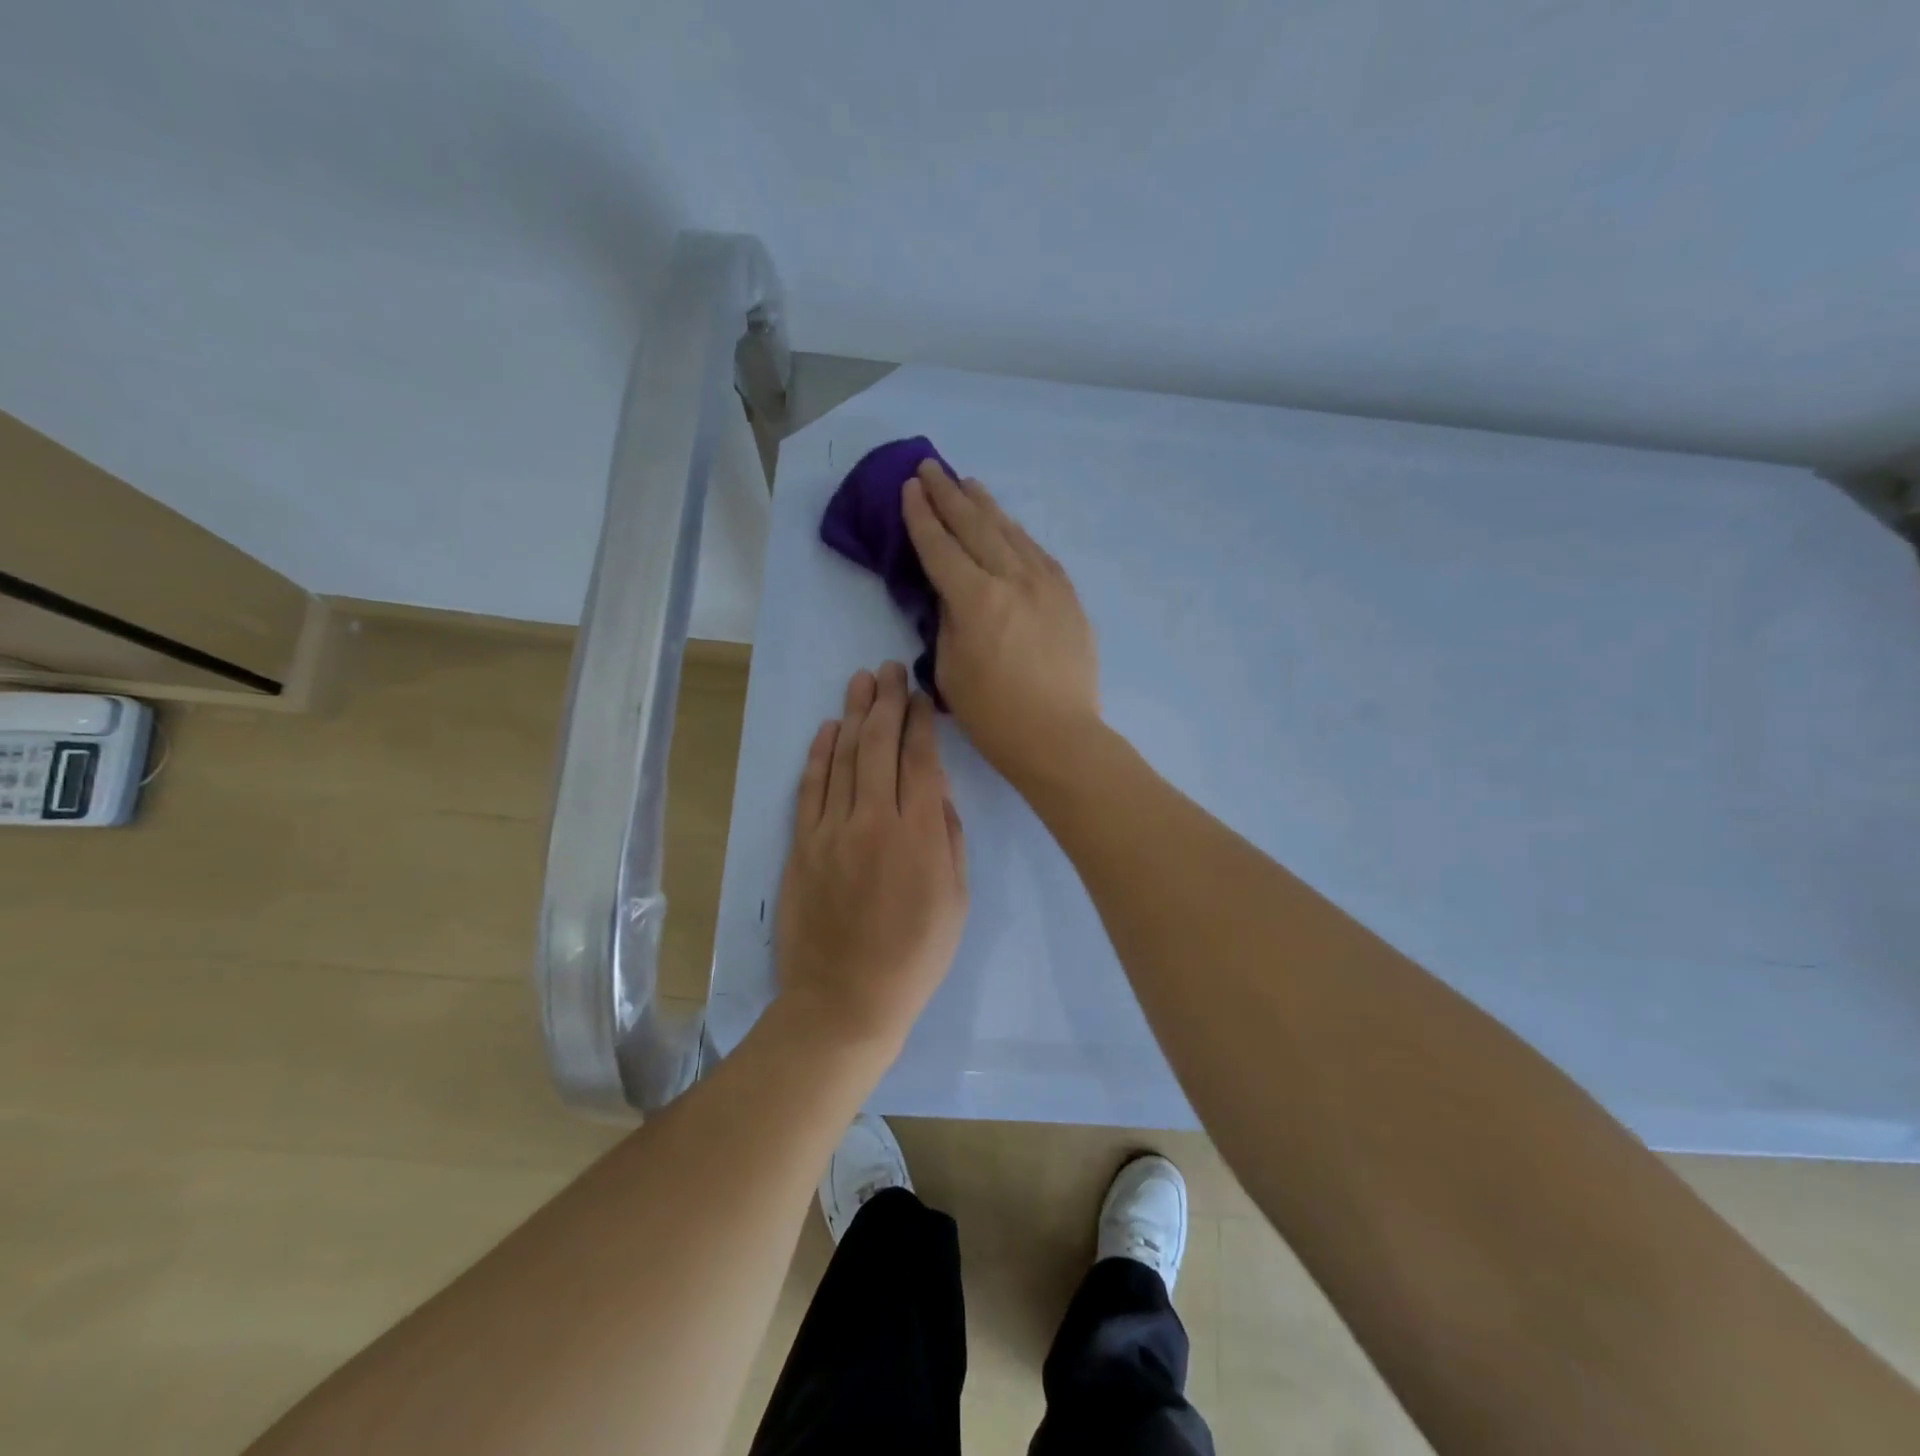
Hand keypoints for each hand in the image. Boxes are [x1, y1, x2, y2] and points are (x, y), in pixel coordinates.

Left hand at [774, 662, 967, 1057]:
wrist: (845, 999)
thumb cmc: (914, 956)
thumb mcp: (956, 900)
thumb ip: (948, 838)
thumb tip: (938, 791)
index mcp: (919, 834)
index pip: (920, 760)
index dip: (921, 722)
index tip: (920, 695)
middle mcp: (874, 820)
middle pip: (879, 746)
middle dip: (887, 702)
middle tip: (889, 669)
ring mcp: (831, 830)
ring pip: (843, 757)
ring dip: (854, 714)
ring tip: (861, 680)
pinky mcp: (802, 845)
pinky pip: (810, 788)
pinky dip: (819, 754)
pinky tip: (829, 728)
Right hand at [902, 460, 1100, 783]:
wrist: (1059, 736)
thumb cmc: (993, 715)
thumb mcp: (950, 669)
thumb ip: (948, 620)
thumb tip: (952, 592)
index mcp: (976, 600)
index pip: (940, 547)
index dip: (921, 517)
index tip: (909, 488)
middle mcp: (1013, 580)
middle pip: (975, 527)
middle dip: (948, 495)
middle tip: (930, 468)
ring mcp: (1046, 584)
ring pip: (1010, 532)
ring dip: (985, 505)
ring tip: (967, 483)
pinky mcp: (1068, 596)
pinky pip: (1037, 553)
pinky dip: (1016, 534)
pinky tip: (1008, 526)